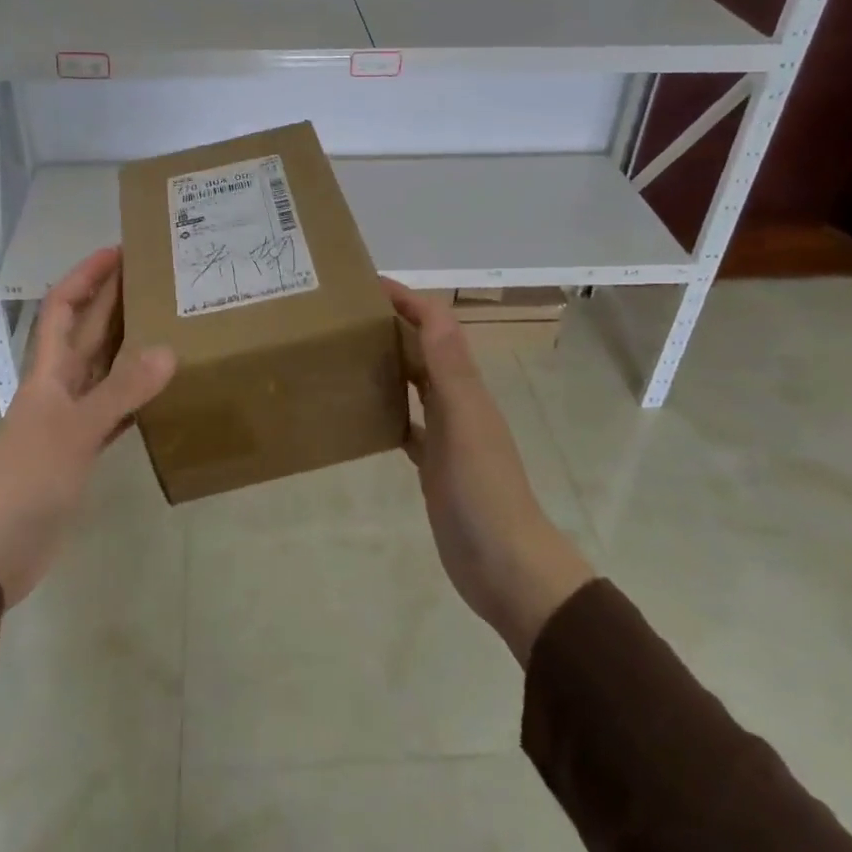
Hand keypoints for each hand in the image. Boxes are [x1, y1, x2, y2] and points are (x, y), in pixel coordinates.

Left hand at [0, 247, 175, 605]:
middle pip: (88, 331)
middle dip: (115, 300)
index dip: (87, 275)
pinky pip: (116, 408)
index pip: (64, 306)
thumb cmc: (28, 480)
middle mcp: (60, 386)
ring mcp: (71, 418)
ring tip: (170, 322)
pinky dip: (137, 395)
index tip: (119, 251)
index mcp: (49, 371)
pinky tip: (164, 389)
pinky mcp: (82, 449)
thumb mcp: (75, 431)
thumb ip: (121, 392)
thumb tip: (169, 350)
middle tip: (158, 278)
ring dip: (130, 344)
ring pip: (105, 368)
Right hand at [385, 280, 592, 661]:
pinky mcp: (434, 465)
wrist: (505, 567)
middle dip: (394, 323)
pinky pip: (408, 424)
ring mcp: (447, 434)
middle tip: (346, 315)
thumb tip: (432, 308)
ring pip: (415, 383)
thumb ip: (449, 367)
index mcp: (465, 385)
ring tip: (348, 352)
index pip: (437, 325)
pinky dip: (389, 409)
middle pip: (424, 348)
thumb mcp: (464, 422)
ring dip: (390, 361)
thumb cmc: (483, 490)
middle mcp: (457, 401)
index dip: (408, 299)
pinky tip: (363, 411)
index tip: (367, 285)